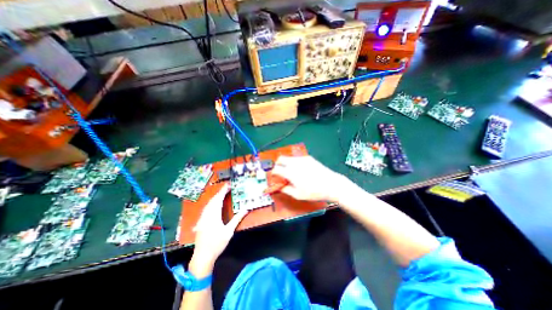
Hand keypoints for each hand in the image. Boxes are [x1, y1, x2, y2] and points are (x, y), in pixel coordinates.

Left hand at [191, 184, 249, 275]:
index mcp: (214, 215)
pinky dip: (211, 202)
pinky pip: (206, 207)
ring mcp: (202, 218)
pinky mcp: (201, 221)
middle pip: (213, 200)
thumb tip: (246, 209)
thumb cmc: (217, 243)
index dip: (223, 191)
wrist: (202, 256)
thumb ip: (237, 219)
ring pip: (209, 203)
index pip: (219, 199)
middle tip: (227, 187)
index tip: (228, 185)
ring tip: (222, 193)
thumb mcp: (229, 231)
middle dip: (220, 192)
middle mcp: (207, 214)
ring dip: (215, 197)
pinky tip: (214, 203)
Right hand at [271, 155, 348, 202]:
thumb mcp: (298, 195)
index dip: (273, 173)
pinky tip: (301, 170)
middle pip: (281, 158)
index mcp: (290, 172)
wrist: (331, 184)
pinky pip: (298, 158)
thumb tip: (280, 187)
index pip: (276, 169)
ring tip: (292, 172)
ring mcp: (302, 159)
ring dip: (286, 163)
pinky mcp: (309, 158)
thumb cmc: (313, 192)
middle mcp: (294, 163)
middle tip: (280, 171)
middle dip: (278, 164)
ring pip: (289, 158)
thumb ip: (286, 190)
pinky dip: (295, 163)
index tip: (275, 176)